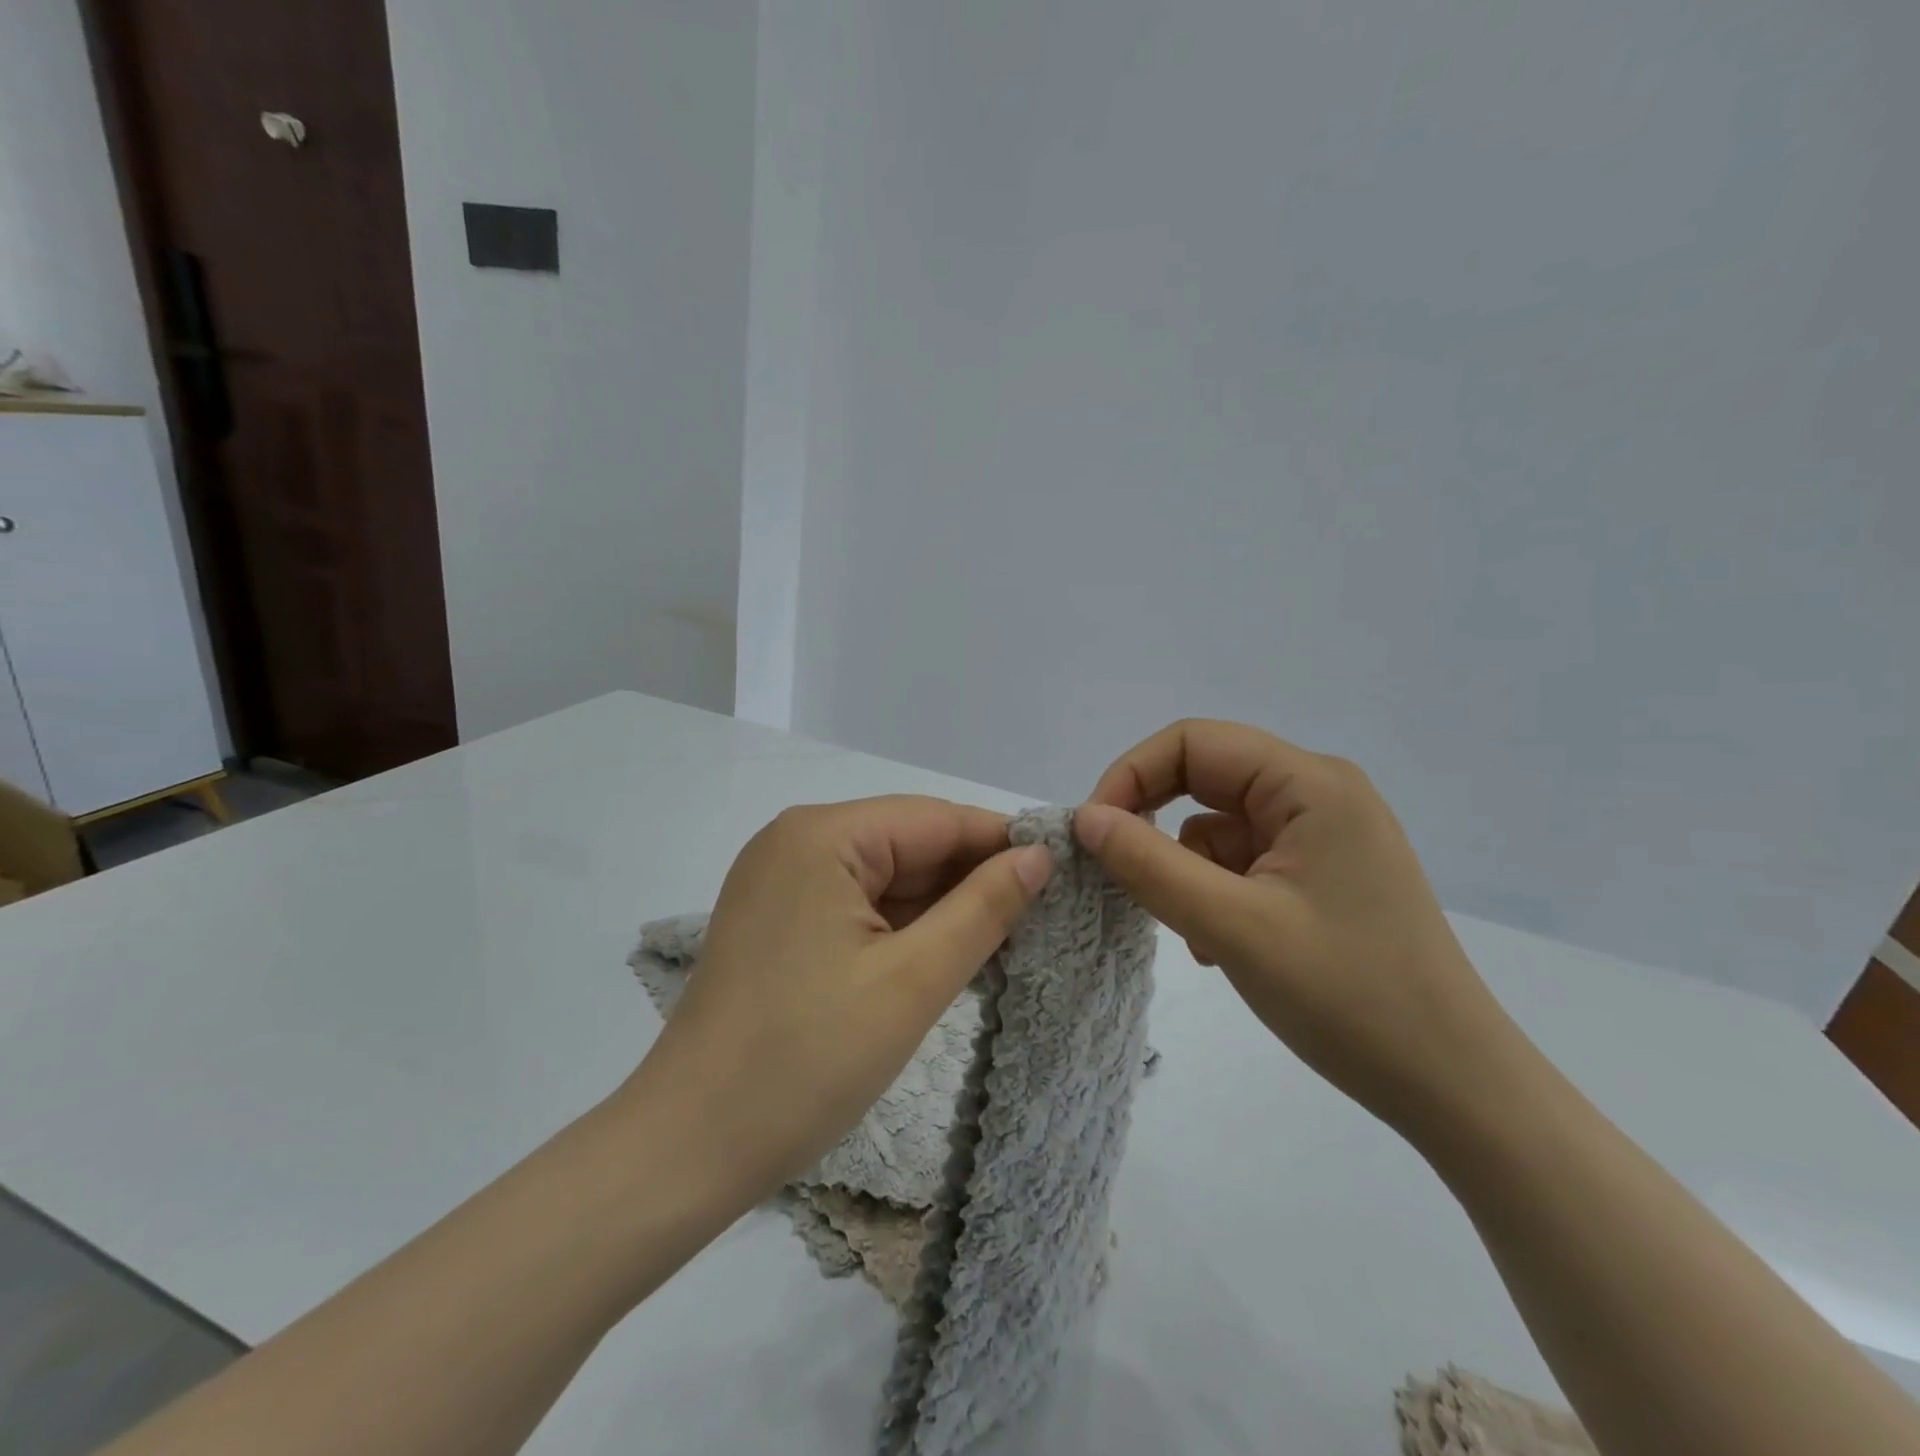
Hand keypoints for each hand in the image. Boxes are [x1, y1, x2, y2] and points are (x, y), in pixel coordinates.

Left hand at [621, 796, 1052, 1210]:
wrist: (688, 1149)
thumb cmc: (806, 1061)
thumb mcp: (912, 982)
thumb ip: (983, 909)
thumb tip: (1038, 857)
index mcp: (822, 836)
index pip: (935, 819)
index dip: (1001, 843)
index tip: (1063, 871)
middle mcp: (796, 842)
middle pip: (908, 844)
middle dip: (971, 879)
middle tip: (1044, 915)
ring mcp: (781, 882)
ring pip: (885, 877)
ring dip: (940, 907)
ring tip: (1009, 939)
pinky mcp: (778, 921)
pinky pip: (857, 906)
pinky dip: (903, 927)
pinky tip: (947, 953)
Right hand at [1075, 720, 1527, 1136]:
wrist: (1452, 1086)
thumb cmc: (1347, 997)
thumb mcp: (1231, 926)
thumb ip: (1148, 864)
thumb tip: (1085, 818)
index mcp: (1310, 783)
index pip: (1193, 742)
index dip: (1131, 774)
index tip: (1093, 832)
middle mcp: (1319, 793)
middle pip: (1206, 778)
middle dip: (1156, 824)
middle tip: (1121, 873)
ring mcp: (1324, 835)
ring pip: (1218, 824)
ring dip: (1187, 869)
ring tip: (1196, 934)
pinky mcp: (1322, 874)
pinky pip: (1242, 860)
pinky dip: (1214, 892)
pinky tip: (1221, 945)